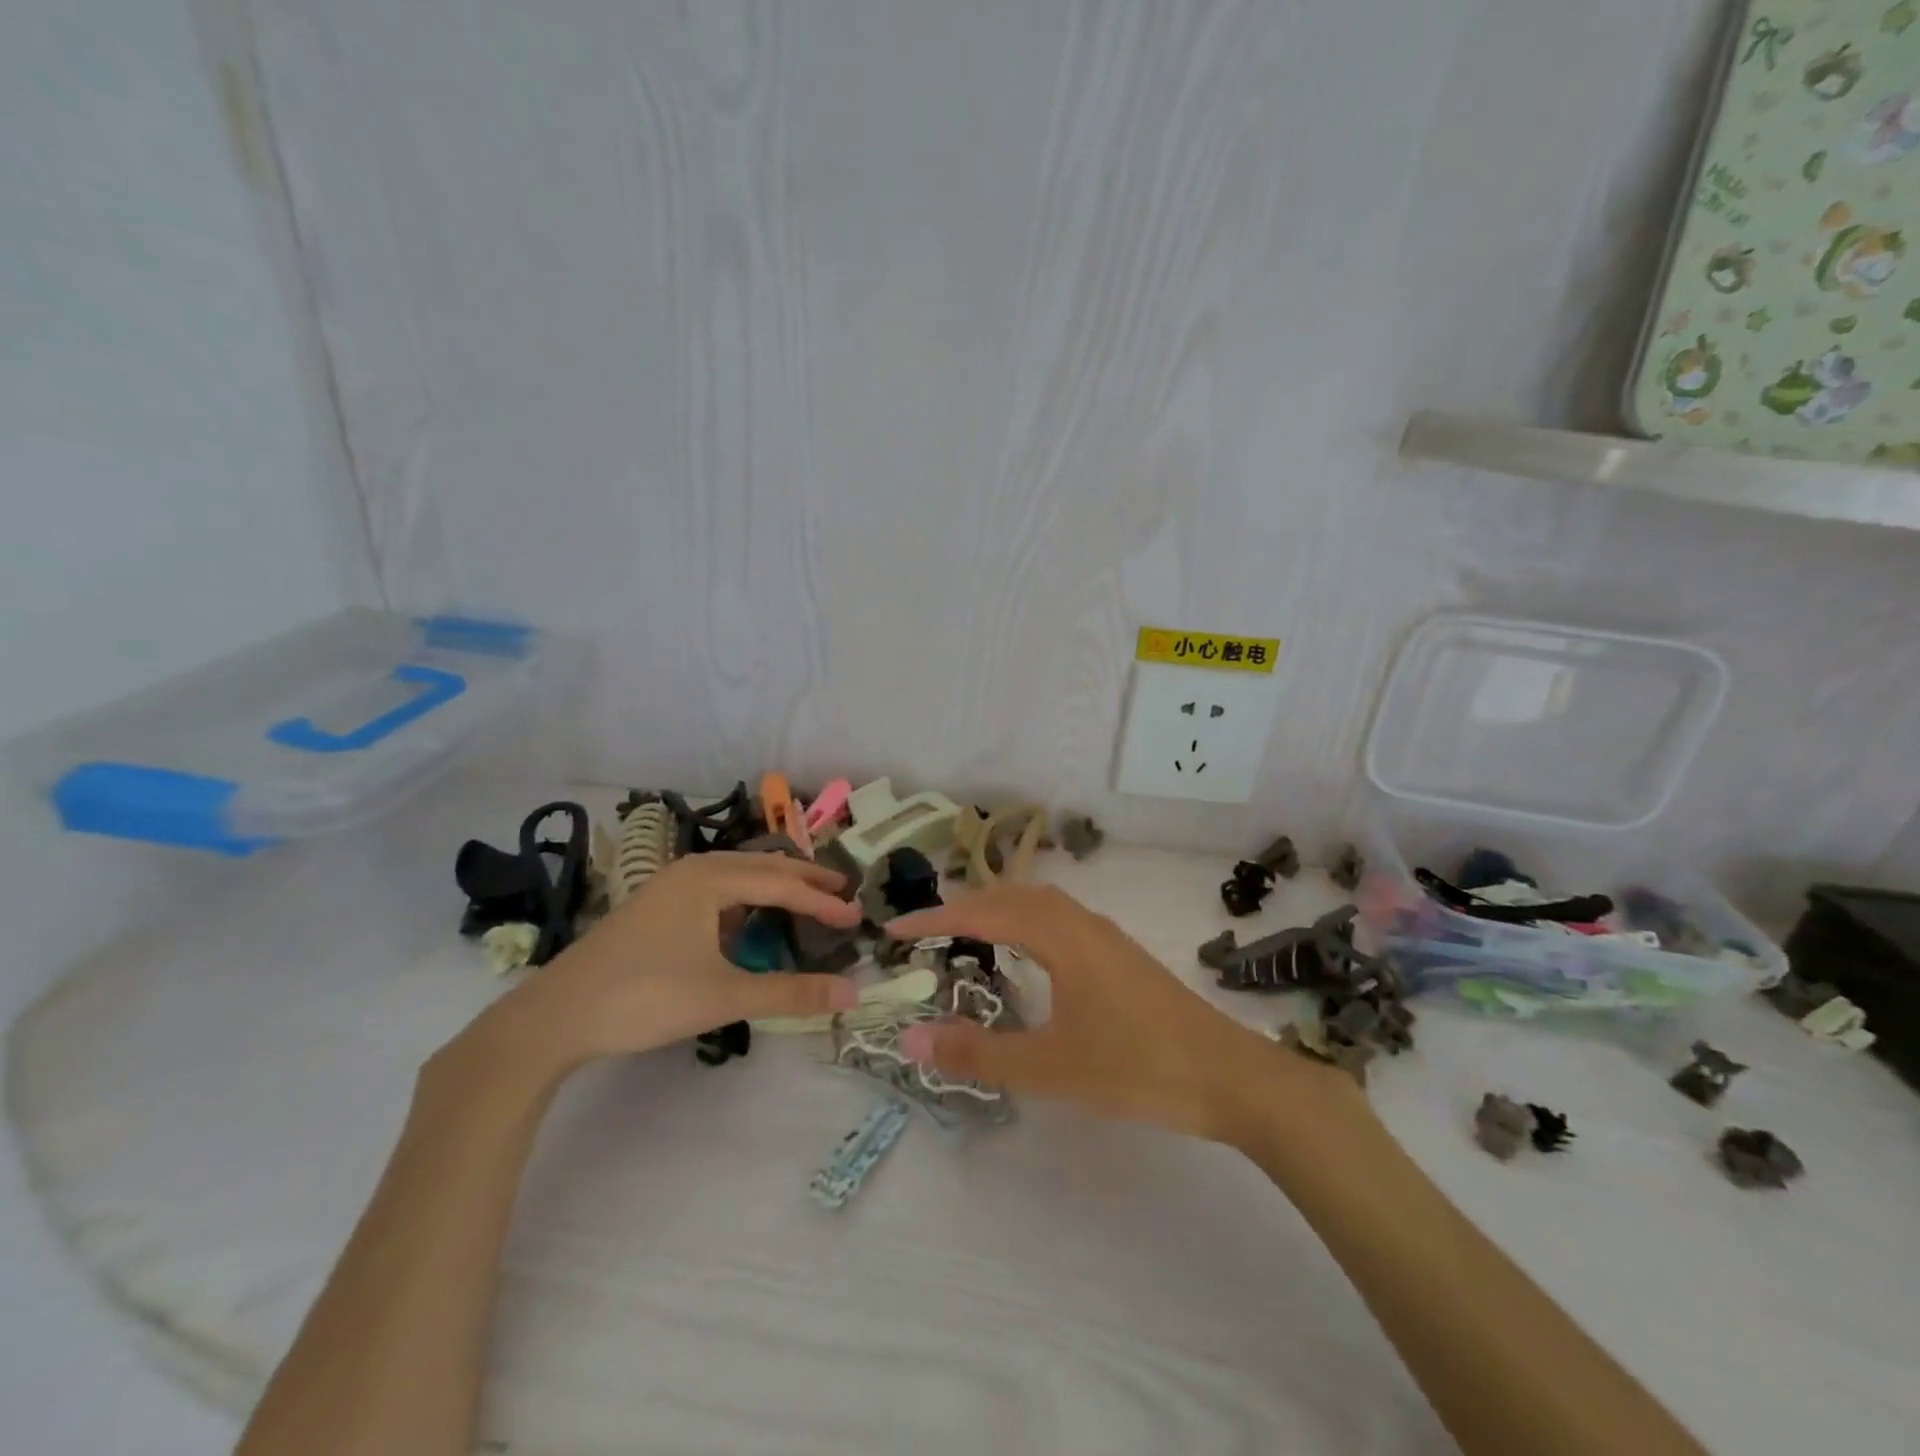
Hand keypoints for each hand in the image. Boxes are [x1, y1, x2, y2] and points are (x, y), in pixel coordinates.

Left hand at [472, 852, 861, 1083]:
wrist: (552, 1018)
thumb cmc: (644, 997)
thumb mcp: (724, 996)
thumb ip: (790, 993)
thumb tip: (852, 994)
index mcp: (710, 878)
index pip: (782, 884)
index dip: (821, 902)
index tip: (855, 919)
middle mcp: (691, 870)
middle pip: (761, 867)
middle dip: (803, 879)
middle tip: (841, 891)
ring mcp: (667, 887)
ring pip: (735, 877)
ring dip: (772, 886)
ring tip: (804, 898)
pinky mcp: (653, 908)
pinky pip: (714, 891)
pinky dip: (743, 899)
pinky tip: (746, 920)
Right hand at [888, 883, 1358, 1143]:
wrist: (1229, 1077)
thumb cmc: (1136, 1067)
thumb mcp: (1049, 1067)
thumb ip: (979, 1053)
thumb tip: (911, 1040)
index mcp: (1060, 936)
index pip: (983, 913)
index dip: (935, 918)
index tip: (893, 929)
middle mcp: (1080, 922)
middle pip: (1010, 895)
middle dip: (963, 905)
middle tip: (923, 930)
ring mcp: (1105, 936)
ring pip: (1038, 903)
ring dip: (996, 909)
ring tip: (964, 933)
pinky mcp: (1119, 954)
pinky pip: (1058, 918)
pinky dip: (1024, 921)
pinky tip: (1026, 953)